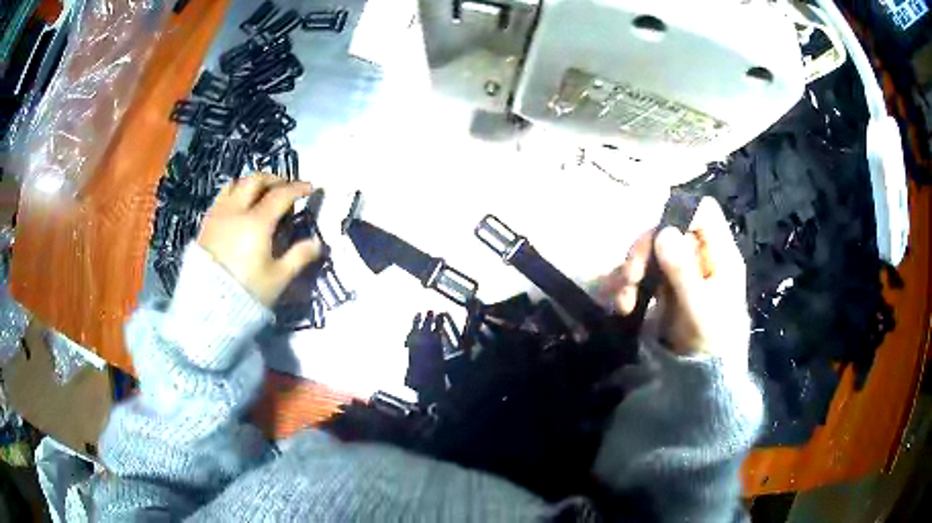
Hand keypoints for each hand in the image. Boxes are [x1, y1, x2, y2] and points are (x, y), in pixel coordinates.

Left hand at [198, 174, 321, 306]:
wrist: (208, 305)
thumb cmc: (246, 291)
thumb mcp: (277, 279)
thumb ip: (298, 257)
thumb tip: (317, 243)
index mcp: (257, 222)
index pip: (281, 195)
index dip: (298, 188)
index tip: (309, 188)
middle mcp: (236, 211)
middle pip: (255, 180)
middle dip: (273, 179)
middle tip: (285, 187)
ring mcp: (218, 215)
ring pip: (235, 184)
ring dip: (251, 183)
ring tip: (260, 193)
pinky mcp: (205, 224)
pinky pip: (221, 198)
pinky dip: (234, 194)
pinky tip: (238, 208)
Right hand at [600, 197, 749, 359]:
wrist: (705, 380)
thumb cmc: (712, 342)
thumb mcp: (700, 309)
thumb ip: (683, 272)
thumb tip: (663, 231)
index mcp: (720, 255)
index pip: (704, 213)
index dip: (681, 215)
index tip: (658, 238)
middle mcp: (700, 256)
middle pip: (669, 230)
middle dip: (646, 249)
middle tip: (631, 274)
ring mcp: (681, 272)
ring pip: (651, 252)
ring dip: (633, 271)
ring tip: (625, 300)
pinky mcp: (665, 288)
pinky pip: (643, 274)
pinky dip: (630, 286)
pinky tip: (624, 306)